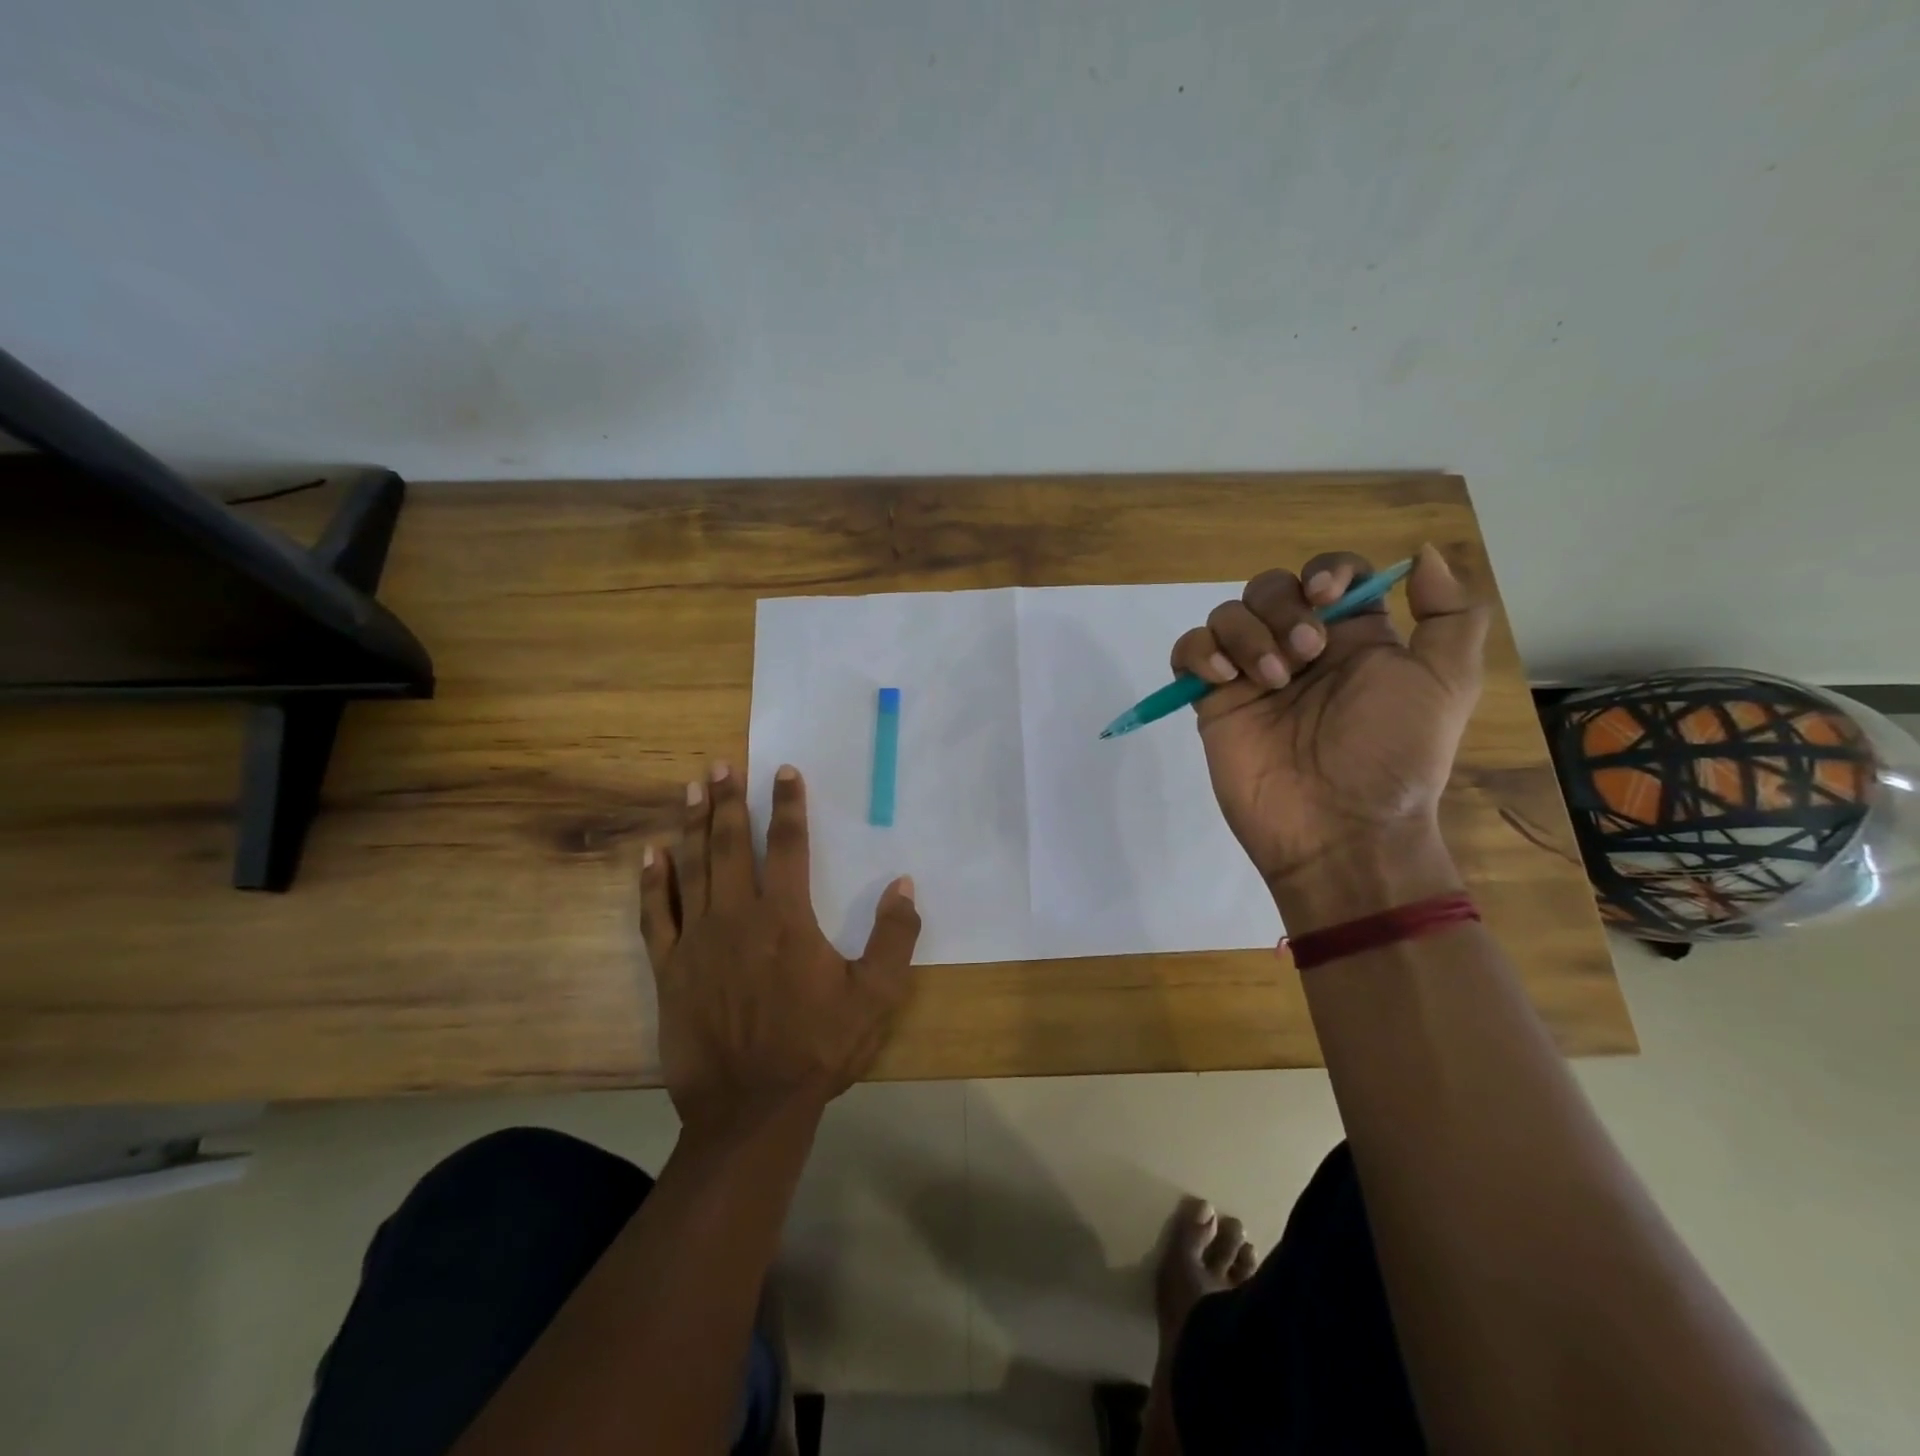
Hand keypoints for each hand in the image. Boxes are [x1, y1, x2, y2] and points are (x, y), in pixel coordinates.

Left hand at [639, 762, 920, 1139]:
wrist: (751, 1109)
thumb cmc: (817, 1048)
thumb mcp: (875, 996)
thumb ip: (894, 937)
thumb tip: (905, 884)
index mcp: (786, 918)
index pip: (789, 845)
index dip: (788, 804)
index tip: (783, 770)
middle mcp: (738, 916)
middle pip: (732, 845)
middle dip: (730, 801)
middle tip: (723, 764)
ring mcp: (697, 941)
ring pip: (692, 868)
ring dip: (693, 824)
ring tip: (692, 788)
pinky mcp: (670, 970)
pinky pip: (655, 915)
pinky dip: (652, 882)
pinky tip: (650, 854)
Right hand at [1170, 544, 1487, 906]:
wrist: (1339, 826)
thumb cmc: (1393, 754)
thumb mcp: (1447, 681)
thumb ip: (1450, 613)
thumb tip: (1420, 554)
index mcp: (1354, 639)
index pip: (1329, 575)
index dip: (1325, 573)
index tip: (1328, 597)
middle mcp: (1300, 649)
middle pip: (1271, 587)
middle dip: (1283, 609)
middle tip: (1305, 656)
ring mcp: (1252, 675)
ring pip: (1228, 614)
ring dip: (1247, 634)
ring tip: (1271, 680)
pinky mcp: (1214, 701)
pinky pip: (1189, 651)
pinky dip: (1199, 651)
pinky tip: (1222, 677)